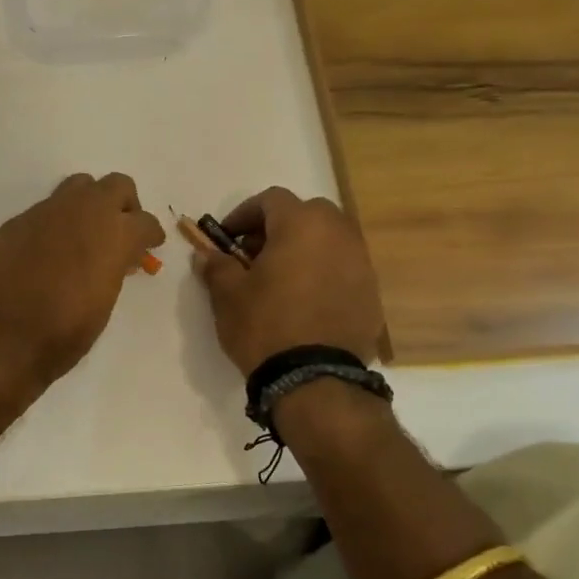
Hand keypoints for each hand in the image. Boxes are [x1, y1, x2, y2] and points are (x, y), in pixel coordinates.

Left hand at [0, 173, 166, 385]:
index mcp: (114, 234)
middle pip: (116, 186)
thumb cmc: (64, 332)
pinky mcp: (16, 222)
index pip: (145, 222)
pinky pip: (45, 211)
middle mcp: (83, 211)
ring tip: (84, 236)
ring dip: (88, 205)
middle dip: (124, 205)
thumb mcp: (104, 302)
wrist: (1, 337)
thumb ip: (114, 269)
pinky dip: (55, 224)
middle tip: (120, 232)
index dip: (150, 235)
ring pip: (78, 186)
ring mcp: (46, 212)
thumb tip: (116, 257)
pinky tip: (47, 252)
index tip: (150, 246)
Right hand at [195, 187, 382, 374]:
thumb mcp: (228, 295)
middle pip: (306, 214)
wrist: (315, 379)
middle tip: (254, 255)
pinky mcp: (372, 292)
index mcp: (301, 224)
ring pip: (328, 240)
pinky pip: (342, 268)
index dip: (244, 214)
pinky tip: (304, 302)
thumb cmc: (265, 325)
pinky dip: (322, 273)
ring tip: (279, 280)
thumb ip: (217, 266)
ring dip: (302, 249)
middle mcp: (338, 234)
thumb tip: (206, 254)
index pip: (271, 200)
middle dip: (277, 228)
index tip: (226, 238)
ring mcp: (361, 263)